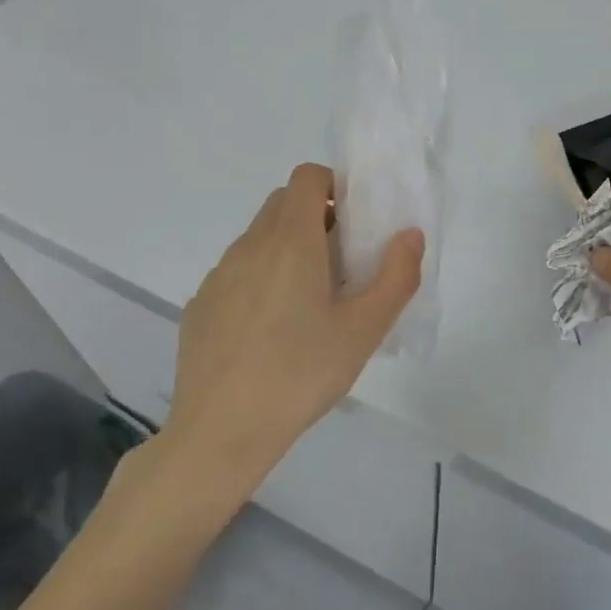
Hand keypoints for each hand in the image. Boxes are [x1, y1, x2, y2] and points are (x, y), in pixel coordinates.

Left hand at [162, 163, 422, 475]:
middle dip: (317, 216)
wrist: (221, 431)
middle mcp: (250, 246)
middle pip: (283, 203)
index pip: (307, 177)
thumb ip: (397, 275)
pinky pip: (237, 272)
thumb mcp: (365, 330)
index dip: (335, 186)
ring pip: (259, 238)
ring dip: (288, 248)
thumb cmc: (301, 374)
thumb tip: (409, 234)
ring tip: (309, 303)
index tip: (356, 222)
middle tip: (343, 262)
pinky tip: (271, 331)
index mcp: (291, 241)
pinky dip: (261, 279)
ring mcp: (219, 275)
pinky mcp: (200, 305)